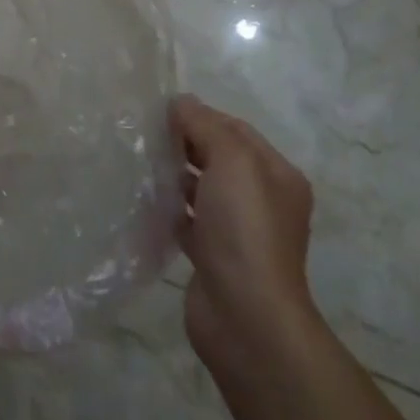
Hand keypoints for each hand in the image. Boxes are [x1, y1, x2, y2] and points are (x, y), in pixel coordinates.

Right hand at [170, 95, 318, 373]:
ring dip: (175, 175)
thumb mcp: (231, 161)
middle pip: (219, 158)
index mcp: (277, 175)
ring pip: (202, 189)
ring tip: (141, 163)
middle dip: (186, 143)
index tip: (162, 112)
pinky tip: (146, 200)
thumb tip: (181, 102)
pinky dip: (170, 208)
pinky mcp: (214, 257)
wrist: (246, 316)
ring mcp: (239, 232)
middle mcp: (263, 201)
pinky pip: (189, 221)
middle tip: (147, 135)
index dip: (202, 116)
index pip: (236, 130)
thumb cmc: (245, 228)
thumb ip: (205, 125)